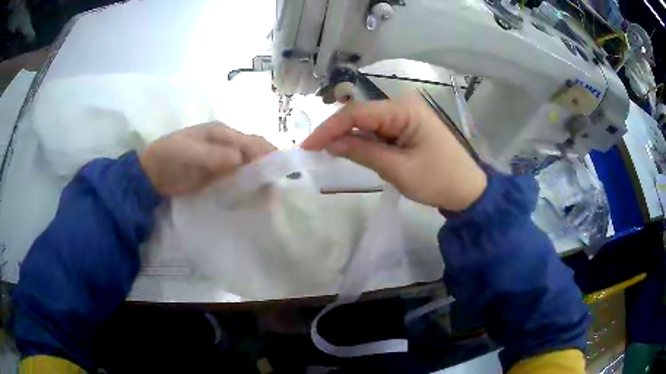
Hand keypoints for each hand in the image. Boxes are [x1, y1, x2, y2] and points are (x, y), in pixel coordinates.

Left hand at [140, 123, 275, 195]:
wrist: (152, 175)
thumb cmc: (168, 157)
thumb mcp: (187, 152)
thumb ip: (212, 154)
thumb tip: (239, 158)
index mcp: (220, 132)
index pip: (249, 140)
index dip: (266, 152)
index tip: (280, 169)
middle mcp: (226, 143)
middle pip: (254, 150)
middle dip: (268, 163)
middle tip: (282, 182)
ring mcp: (222, 159)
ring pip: (249, 163)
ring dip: (261, 174)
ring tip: (274, 190)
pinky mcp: (219, 174)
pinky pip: (239, 176)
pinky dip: (249, 182)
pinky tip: (257, 193)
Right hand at [301, 94, 486, 211]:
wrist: (468, 191)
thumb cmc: (439, 180)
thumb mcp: (398, 169)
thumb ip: (363, 152)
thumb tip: (330, 143)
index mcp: (405, 110)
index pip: (358, 113)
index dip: (329, 128)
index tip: (307, 145)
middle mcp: (404, 105)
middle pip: (361, 114)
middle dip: (337, 131)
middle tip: (314, 150)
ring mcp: (407, 115)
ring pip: (368, 122)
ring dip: (350, 136)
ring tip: (328, 152)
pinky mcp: (408, 126)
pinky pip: (380, 130)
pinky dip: (365, 141)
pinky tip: (352, 150)